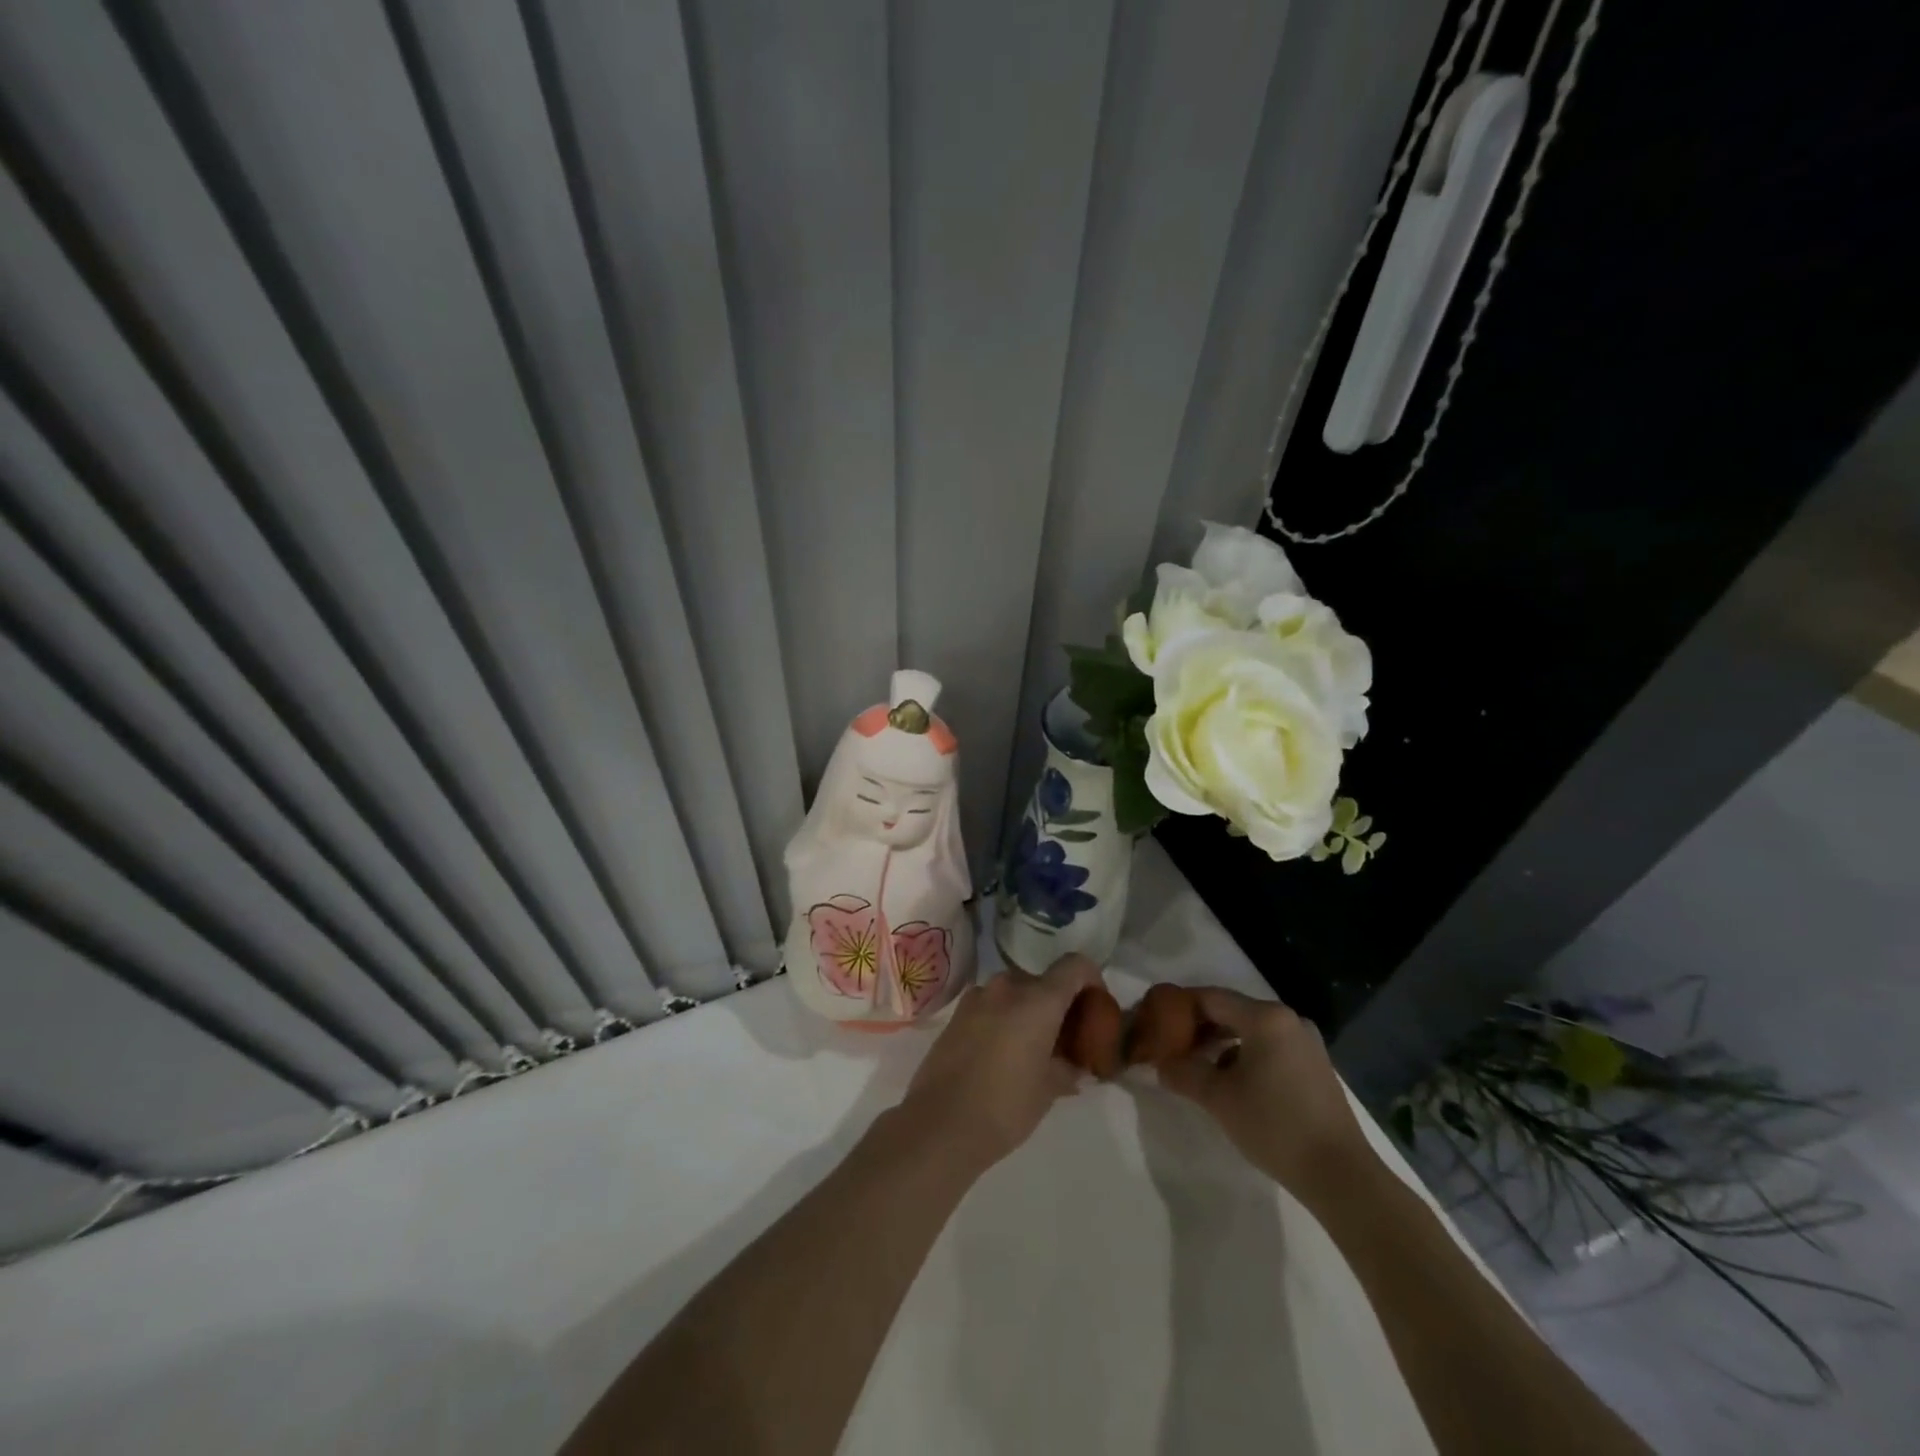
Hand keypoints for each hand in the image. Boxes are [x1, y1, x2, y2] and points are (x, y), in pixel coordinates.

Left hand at [898, 954, 1100, 1172]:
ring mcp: (977, 997)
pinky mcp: (956, 1013)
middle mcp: (1007, 987)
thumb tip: (1075, 1065)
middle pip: (1044, 981)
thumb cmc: (1005, 1106)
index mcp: (1038, 999)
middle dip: (1058, 1005)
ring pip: (1016, 993)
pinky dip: (1005, 1019)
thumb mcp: (1049, 1090)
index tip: (1095, 1008)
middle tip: (1065, 1040)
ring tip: (1033, 1050)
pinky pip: (992, 1006)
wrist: (939, 1124)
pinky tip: (1003, 1055)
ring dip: (1029, 1012)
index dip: (1092, 980)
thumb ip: (1068, 1067)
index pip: (1075, 966)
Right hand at [1157, 987, 1377, 1208]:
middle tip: (1171, 1046)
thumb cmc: (1275, 1126)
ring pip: (1251, 1031)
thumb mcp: (1219, 1099)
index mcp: (1265, 1017)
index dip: (1179, 1007)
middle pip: (1231, 1011)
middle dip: (1199, 1027)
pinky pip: (1269, 1047)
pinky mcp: (1315, 1066)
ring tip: (1196, 1067)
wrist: (1341, 1175)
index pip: (1210, 997)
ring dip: (1221, 1044)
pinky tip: (1231, 1083)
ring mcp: (1306, 1043)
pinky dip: (1245, 1056)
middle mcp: (1288, 1020)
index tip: (1156, 1022)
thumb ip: (1184, 1073)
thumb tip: (1160, 1064)